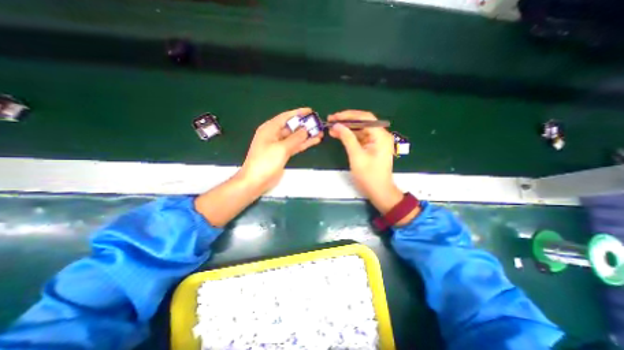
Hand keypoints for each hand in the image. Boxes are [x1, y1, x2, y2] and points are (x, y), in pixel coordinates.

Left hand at [240, 107, 324, 194]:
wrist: (256, 181)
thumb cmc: (265, 162)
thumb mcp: (281, 148)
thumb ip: (295, 138)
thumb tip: (306, 130)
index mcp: (270, 129)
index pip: (286, 117)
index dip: (298, 113)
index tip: (310, 111)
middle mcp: (274, 135)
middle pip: (291, 127)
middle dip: (304, 125)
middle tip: (318, 123)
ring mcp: (279, 145)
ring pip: (294, 137)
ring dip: (306, 135)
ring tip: (319, 133)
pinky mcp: (282, 154)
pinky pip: (295, 146)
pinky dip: (303, 144)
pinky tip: (314, 141)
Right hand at [327, 111, 404, 215]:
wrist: (379, 192)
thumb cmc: (369, 176)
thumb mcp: (356, 156)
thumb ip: (347, 139)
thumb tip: (337, 125)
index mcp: (380, 136)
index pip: (365, 118)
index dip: (348, 115)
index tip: (334, 117)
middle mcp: (380, 135)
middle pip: (363, 122)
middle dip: (346, 121)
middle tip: (331, 121)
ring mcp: (376, 141)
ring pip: (360, 129)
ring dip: (347, 129)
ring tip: (332, 129)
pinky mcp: (372, 147)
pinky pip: (360, 137)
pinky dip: (350, 136)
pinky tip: (339, 135)